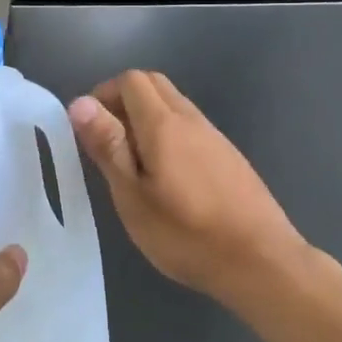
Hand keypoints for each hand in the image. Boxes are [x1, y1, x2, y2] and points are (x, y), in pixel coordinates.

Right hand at [69, 70, 308, 307]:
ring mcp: (214, 136)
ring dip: (146, 117)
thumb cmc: (187, 235)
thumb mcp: (133, 197)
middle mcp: (190, 119)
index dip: (103, 95)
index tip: (90, 130)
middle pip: (153, 84)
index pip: (130, 80)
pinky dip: (168, 133)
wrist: (262, 262)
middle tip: (108, 142)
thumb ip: (108, 146)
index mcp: (163, 124)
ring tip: (133, 164)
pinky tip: (166, 176)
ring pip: (173, 104)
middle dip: (123, 100)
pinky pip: (190, 126)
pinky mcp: (228, 155)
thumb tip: (79, 103)